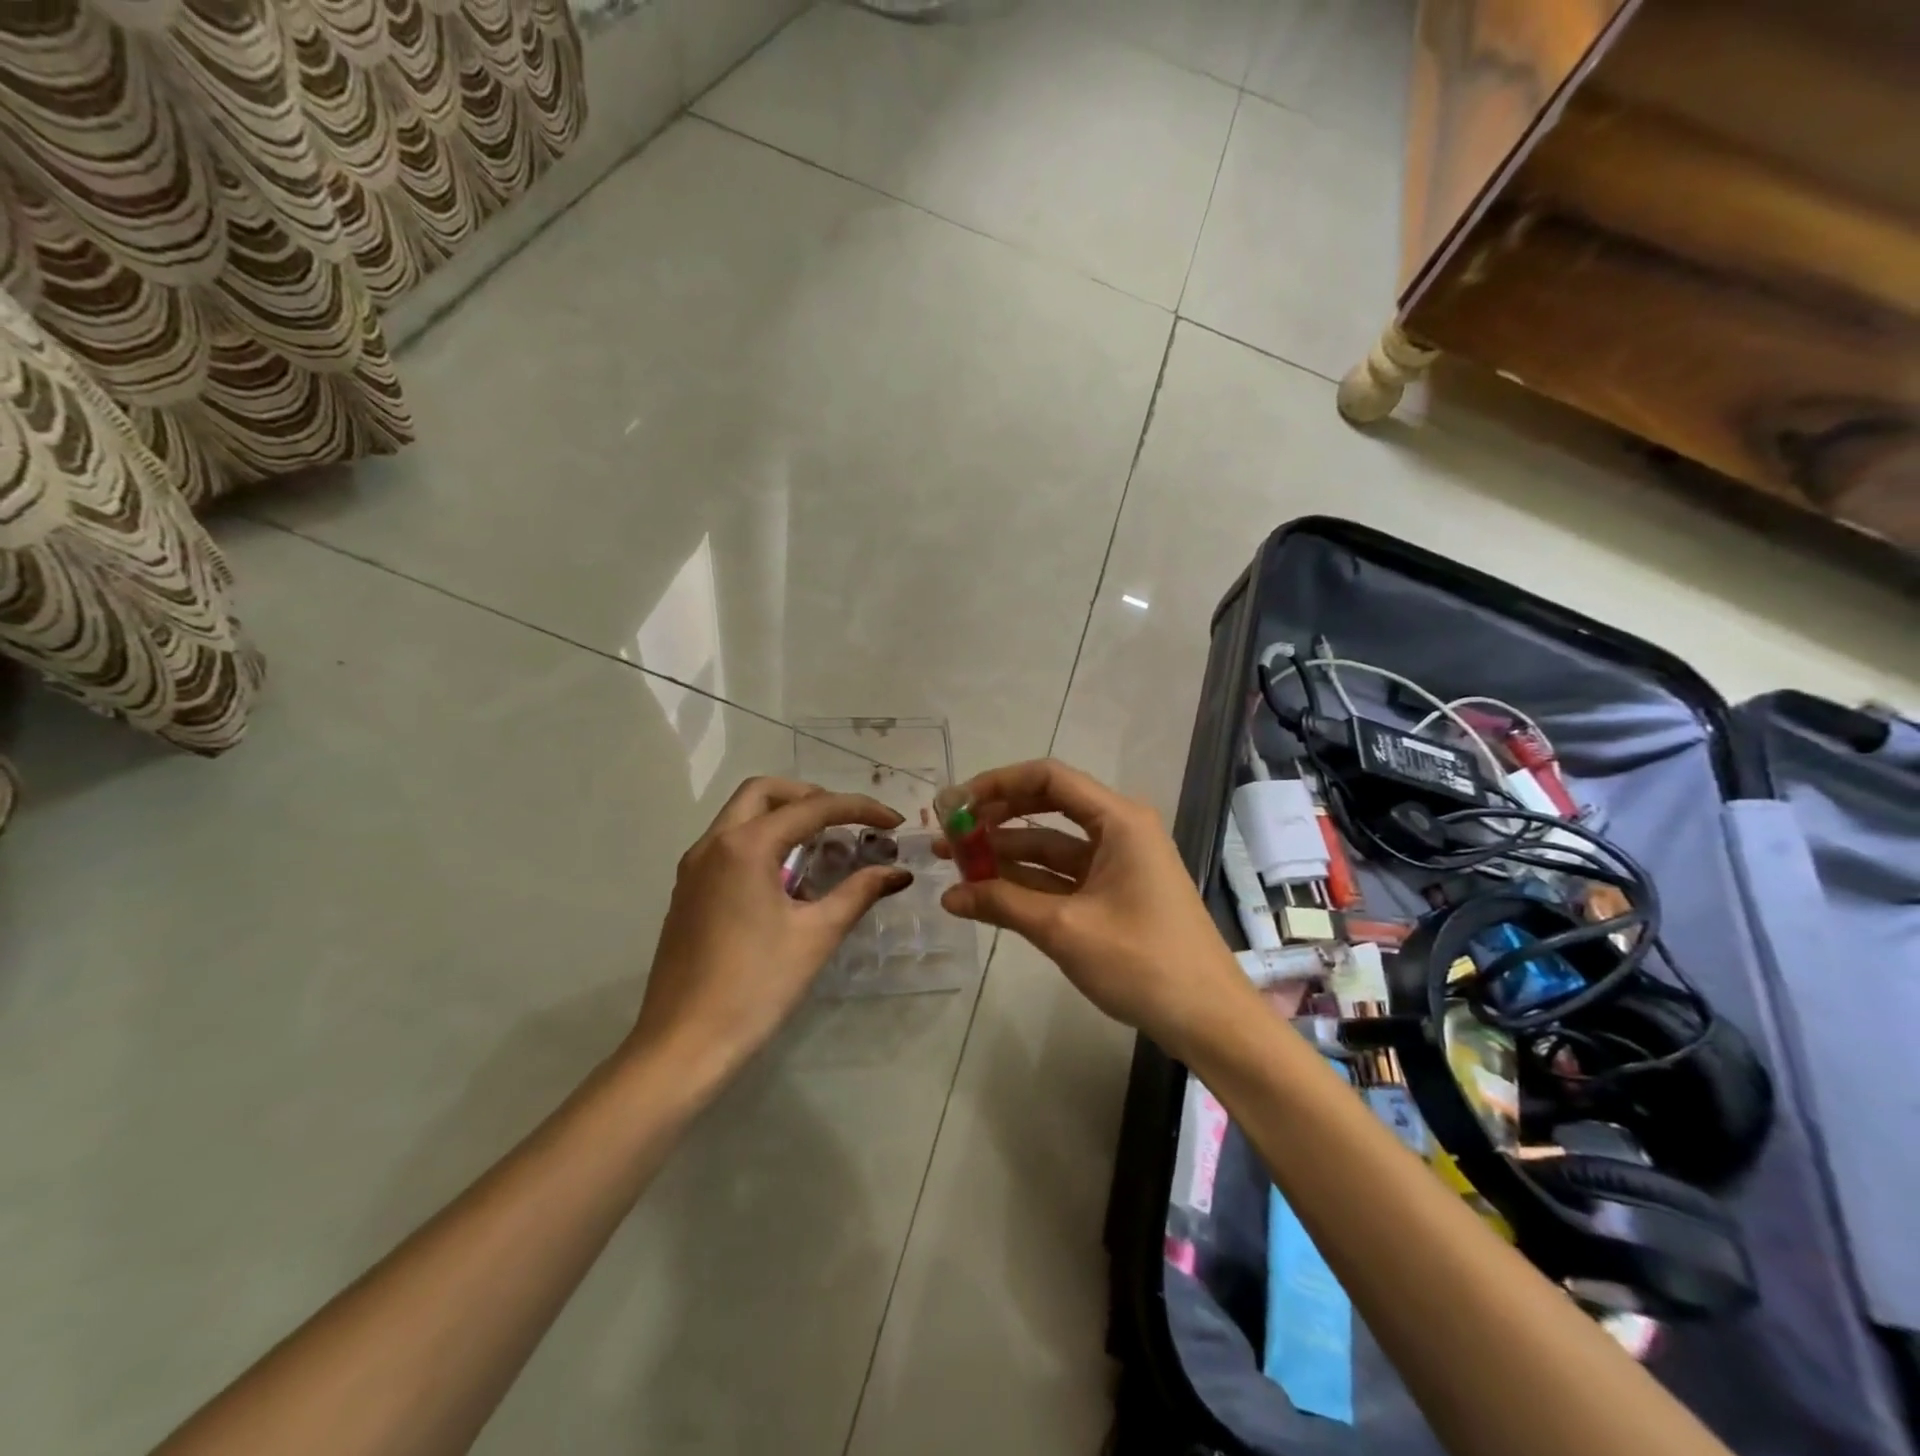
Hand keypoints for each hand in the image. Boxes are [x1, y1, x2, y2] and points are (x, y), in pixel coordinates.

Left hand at [630, 778, 910, 1081]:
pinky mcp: (688, 891)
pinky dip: (763, 840)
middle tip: (846, 821)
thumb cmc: (755, 987)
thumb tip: (898, 873)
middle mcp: (713, 844)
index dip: (859, 809)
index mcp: (745, 847)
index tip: (894, 821)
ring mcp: (694, 867)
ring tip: (825, 846)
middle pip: (764, 792)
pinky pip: (729, 844)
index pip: (812, 808)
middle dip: (811, 796)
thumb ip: (859, 893)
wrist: (682, 1046)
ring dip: (784, 817)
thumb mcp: (816, 936)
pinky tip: (789, 877)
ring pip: (741, 815)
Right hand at [938, 759, 1254, 1061]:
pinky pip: (1062, 877)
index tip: (956, 804)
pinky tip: (986, 893)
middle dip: (996, 820)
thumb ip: (1003, 903)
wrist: (1207, 1019)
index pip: (1048, 778)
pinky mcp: (1113, 894)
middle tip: (949, 835)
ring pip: (1050, 846)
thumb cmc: (1142, 962)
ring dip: (1005, 855)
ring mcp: (1116, 864)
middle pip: (1046, 808)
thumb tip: (949, 895)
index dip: (997, 784)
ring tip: (955, 865)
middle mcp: (1118, 830)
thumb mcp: (1064, 929)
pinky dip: (1026, 884)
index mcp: (1118, 820)